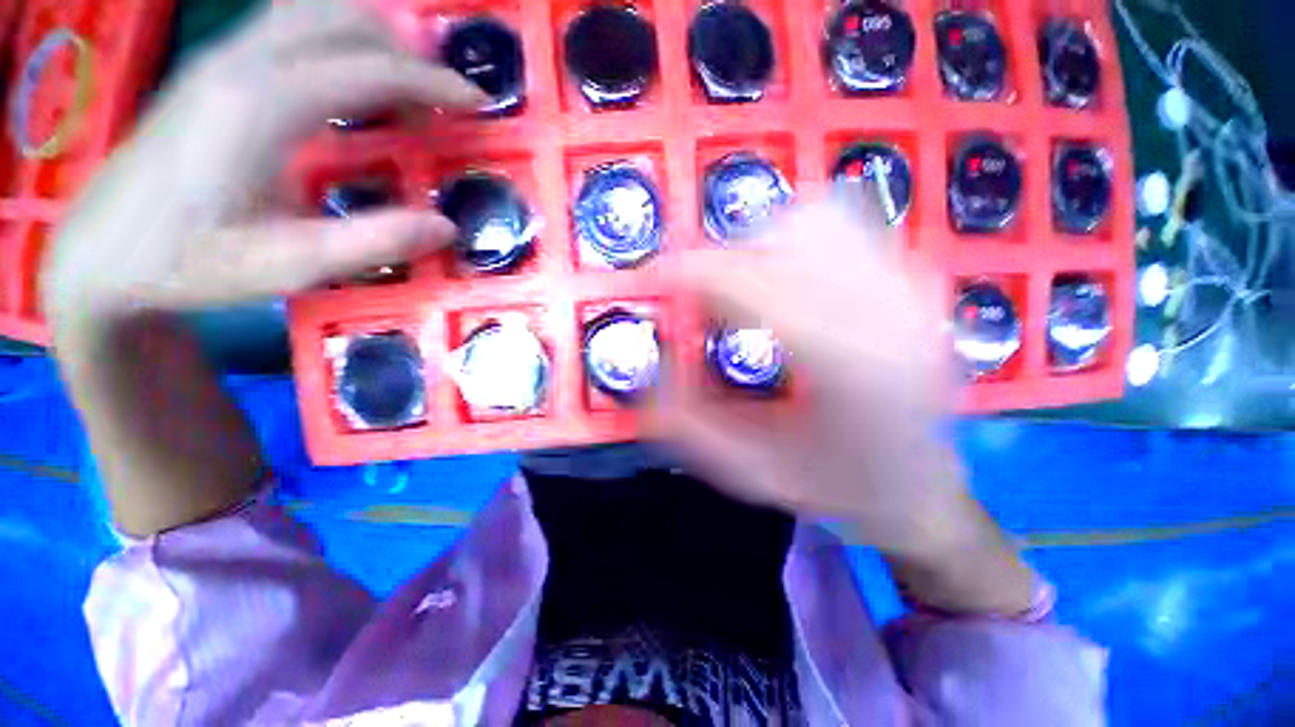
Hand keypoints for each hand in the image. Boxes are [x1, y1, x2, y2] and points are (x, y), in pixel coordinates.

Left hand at [42, 0, 485, 322]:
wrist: (101, 253)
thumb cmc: (190, 262)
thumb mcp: (290, 266)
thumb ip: (374, 242)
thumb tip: (448, 226)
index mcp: (262, 105)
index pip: (369, 69)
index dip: (433, 83)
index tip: (477, 102)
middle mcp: (243, 63)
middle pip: (343, 21)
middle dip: (408, 50)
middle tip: (449, 93)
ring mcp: (222, 59)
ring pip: (313, 12)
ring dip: (372, 33)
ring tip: (411, 75)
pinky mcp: (213, 70)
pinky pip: (287, 25)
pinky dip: (335, 34)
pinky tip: (351, 67)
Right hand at [655, 193, 966, 553]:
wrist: (923, 486)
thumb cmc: (838, 486)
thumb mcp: (748, 472)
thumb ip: (687, 423)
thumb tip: (650, 364)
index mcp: (847, 367)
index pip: (754, 285)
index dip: (695, 272)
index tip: (659, 276)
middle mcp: (886, 313)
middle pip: (782, 241)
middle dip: (723, 259)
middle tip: (699, 294)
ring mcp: (908, 289)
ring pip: (815, 220)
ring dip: (760, 244)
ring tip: (742, 285)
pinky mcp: (913, 280)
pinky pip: (846, 224)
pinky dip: (797, 237)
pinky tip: (785, 277)